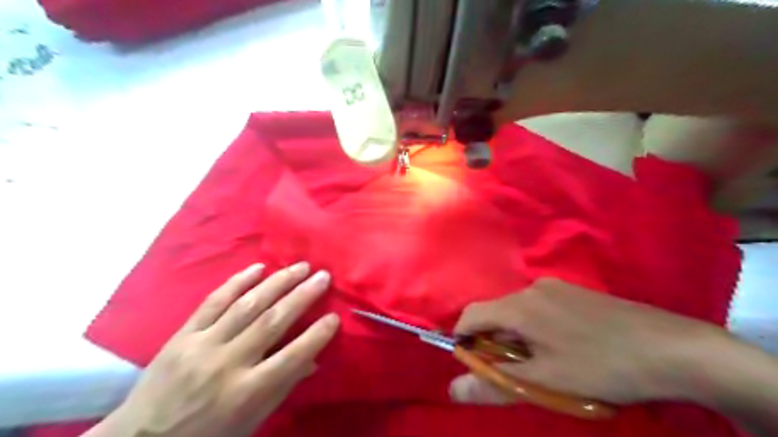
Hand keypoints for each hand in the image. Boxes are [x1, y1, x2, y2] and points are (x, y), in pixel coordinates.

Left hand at [91, 263, 337, 435]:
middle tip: (323, 276)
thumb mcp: (251, 421)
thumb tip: (313, 360)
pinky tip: (258, 268)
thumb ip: (282, 387)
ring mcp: (202, 345)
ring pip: (247, 305)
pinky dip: (237, 282)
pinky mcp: (183, 334)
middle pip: (272, 321)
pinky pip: (213, 301)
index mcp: (246, 392)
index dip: (317, 335)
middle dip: (302, 296)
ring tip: (300, 267)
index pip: (291, 357)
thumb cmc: (207, 433)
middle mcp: (227, 363)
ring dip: (277, 282)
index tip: (335, 316)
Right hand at [447, 279, 725, 403]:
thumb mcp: (545, 382)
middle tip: (514, 372)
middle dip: (494, 343)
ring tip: (542, 364)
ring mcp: (556, 287)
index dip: (463, 339)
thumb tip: (453, 390)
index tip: (472, 365)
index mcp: (519, 306)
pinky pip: (540, 307)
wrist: (673, 348)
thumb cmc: (601, 367)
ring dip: (517, 336)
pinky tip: (564, 347)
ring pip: (519, 311)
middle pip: (496, 313)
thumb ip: (494, 384)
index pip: (471, 315)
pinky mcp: (575, 292)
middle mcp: (532, 288)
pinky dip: (536, 327)